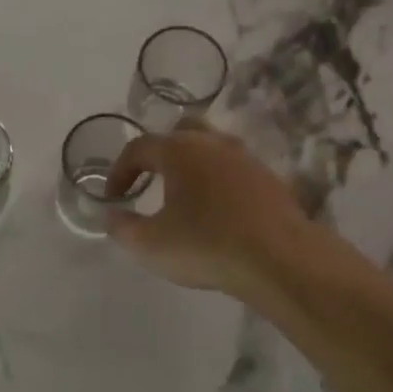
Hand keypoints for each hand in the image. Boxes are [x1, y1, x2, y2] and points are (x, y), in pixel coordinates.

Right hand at [104, 125, 308, 296]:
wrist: (281, 259)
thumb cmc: (206, 245)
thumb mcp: (150, 244)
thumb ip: (122, 227)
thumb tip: (111, 215)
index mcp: (179, 150)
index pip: (138, 148)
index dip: (119, 171)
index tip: (114, 198)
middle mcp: (213, 143)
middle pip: (181, 132)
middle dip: (161, 153)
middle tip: (151, 180)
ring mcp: (246, 158)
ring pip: (212, 148)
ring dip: (193, 166)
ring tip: (185, 196)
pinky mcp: (270, 179)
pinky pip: (235, 171)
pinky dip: (220, 182)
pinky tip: (218, 211)